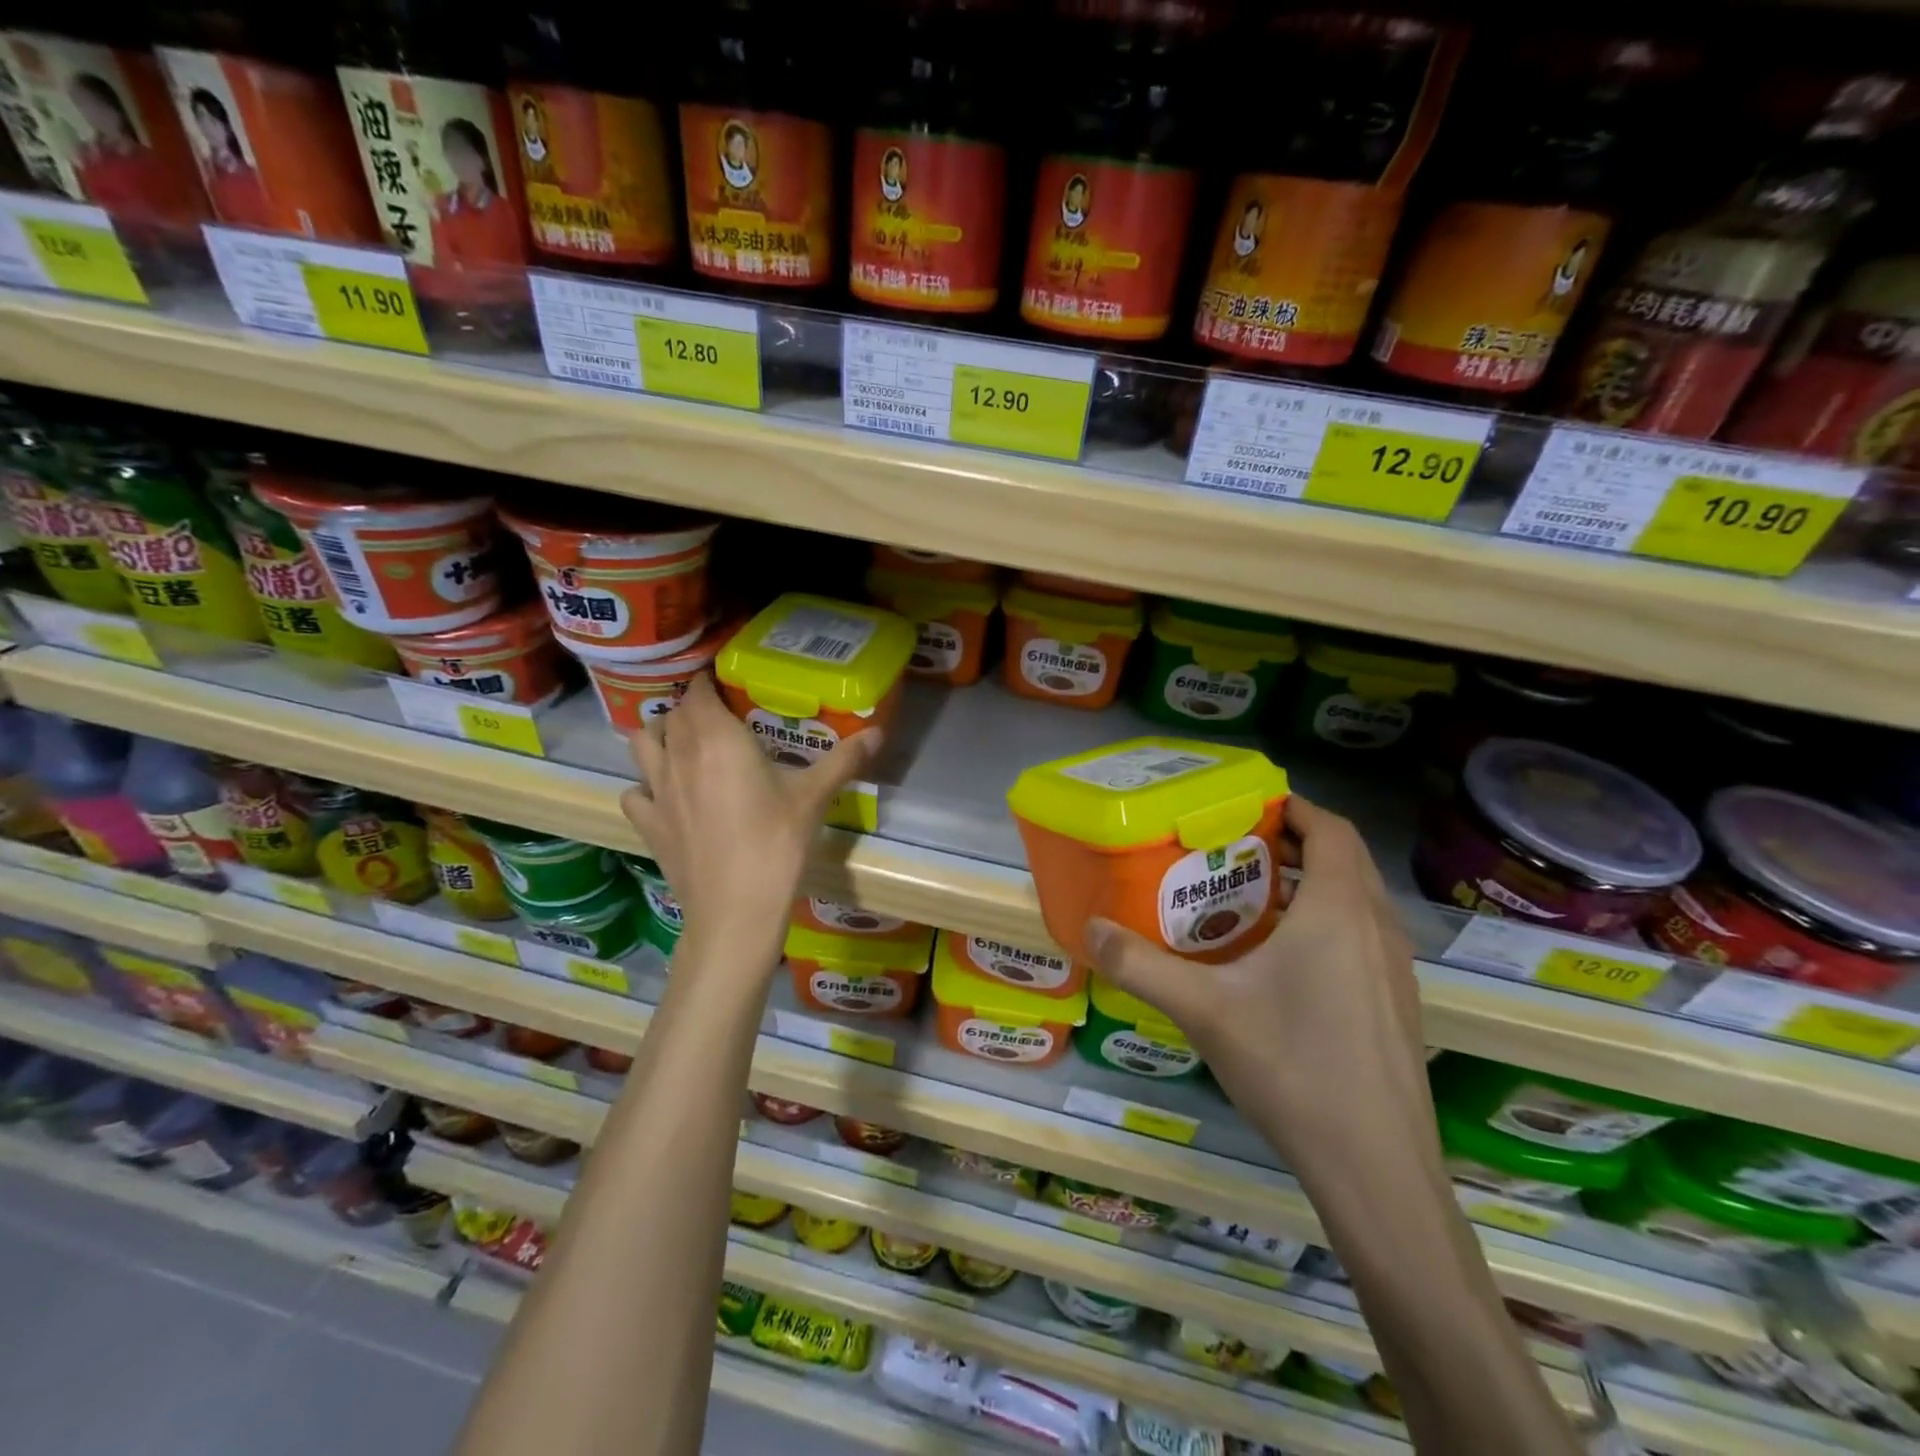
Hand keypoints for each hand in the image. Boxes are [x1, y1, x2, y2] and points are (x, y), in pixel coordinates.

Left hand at [619, 675, 880, 966]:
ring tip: (685, 744)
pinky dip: (646, 784)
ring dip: (660, 735)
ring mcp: (657, 790)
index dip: (707, 681)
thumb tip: (878, 732)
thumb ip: (844, 760)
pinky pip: (635, 790)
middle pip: (672, 714)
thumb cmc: (776, 844)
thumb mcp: (814, 797)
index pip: (698, 691)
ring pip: (641, 743)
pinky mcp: (648, 823)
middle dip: (691, 707)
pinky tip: (667, 794)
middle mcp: (679, 755)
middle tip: (720, 715)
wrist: (736, 908)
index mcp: (717, 739)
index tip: (726, 682)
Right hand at [1084, 798, 1433, 1178]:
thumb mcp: (1203, 1011)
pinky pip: (1364, 936)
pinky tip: (1284, 961)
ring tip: (1254, 897)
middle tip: (1237, 847)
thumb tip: (1089, 928)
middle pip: (1345, 860)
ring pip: (1358, 900)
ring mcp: (1397, 970)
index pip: (1332, 830)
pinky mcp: (1399, 1004)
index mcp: (1339, 911)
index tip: (1249, 806)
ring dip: (1314, 883)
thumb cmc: (1292, 1069)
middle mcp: (1377, 928)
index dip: (1296, 808)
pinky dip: (1329, 922)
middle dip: (1296, 843)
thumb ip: (1140, 965)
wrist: (1377, 1170)